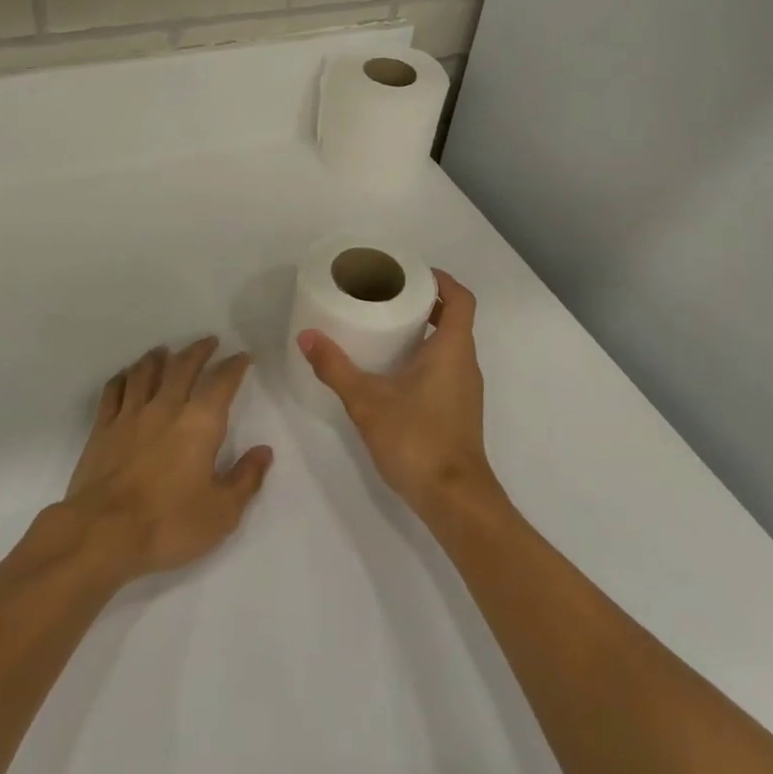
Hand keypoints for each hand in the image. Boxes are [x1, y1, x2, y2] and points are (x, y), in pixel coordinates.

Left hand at [61, 337, 272, 581]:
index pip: (221, 383)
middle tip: (208, 341)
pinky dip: (123, 377)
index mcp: (200, 423)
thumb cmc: (168, 523)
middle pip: (182, 367)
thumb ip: (245, 478)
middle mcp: (166, 408)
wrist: (101, 534)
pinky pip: (113, 391)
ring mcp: (130, 416)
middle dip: (198, 351)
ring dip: (158, 357)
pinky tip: (126, 376)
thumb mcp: (222, 512)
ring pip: (145, 372)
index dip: (234, 367)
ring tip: (165, 350)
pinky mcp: (102, 430)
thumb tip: (264, 451)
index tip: (242, 357)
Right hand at [297, 270, 499, 517]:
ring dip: (425, 330)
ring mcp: (465, 388)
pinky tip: (394, 370)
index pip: (461, 298)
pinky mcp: (459, 409)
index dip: (441, 280)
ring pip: (451, 344)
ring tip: (386, 326)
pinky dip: (426, 356)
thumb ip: (335, 367)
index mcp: (452, 348)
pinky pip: (446, 367)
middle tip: (388, 296)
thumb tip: (306, 336)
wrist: (454, 500)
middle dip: (426, 302)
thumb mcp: (367, 400)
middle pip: (455, 318)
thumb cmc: (417, 439)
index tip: (411, 273)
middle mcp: (466, 362)